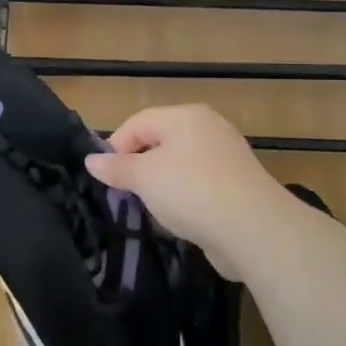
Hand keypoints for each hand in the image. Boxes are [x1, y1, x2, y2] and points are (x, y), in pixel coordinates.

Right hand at [83, 104, 290, 277]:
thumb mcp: (144, 178)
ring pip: (180, 164)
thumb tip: (91, 161)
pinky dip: (185, 197)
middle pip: (160, 141)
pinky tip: (180, 218)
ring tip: (150, 208)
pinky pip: (200, 184)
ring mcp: (227, 156)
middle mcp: (208, 128)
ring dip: (161, 184)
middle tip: (125, 193)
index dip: (116, 146)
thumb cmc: (191, 191)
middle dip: (138, 166)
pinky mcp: (238, 185)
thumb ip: (116, 167)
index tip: (105, 177)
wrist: (254, 229)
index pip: (138, 122)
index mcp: (185, 116)